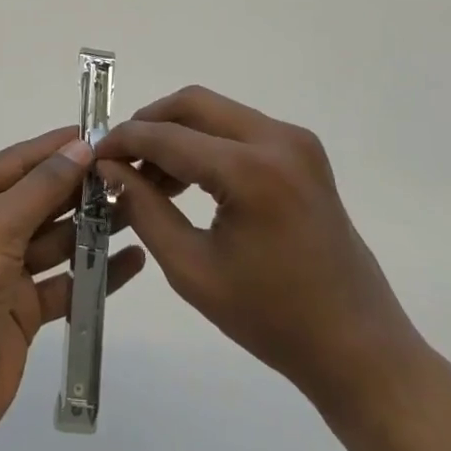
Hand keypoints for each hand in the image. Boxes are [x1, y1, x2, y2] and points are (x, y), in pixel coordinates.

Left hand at [0, 127, 145, 450]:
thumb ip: (41, 188)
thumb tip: (79, 147)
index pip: (13, 164)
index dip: (54, 148)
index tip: (98, 133)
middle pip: (35, 200)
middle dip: (79, 188)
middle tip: (130, 172)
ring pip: (53, 240)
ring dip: (91, 227)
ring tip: (139, 208)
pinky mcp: (20, 310)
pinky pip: (63, 282)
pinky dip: (93, 272)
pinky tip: (131, 260)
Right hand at [96, 87, 434, 427]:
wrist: (358, 347)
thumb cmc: (271, 319)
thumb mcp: (192, 269)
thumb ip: (144, 209)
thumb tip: (110, 168)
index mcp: (252, 171)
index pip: (168, 136)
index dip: (123, 141)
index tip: (92, 155)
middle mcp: (278, 140)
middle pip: (193, 104)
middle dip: (149, 124)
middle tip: (119, 158)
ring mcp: (296, 142)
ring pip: (215, 112)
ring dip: (176, 133)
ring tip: (148, 176)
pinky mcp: (303, 152)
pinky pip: (239, 128)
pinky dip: (205, 142)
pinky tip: (186, 179)